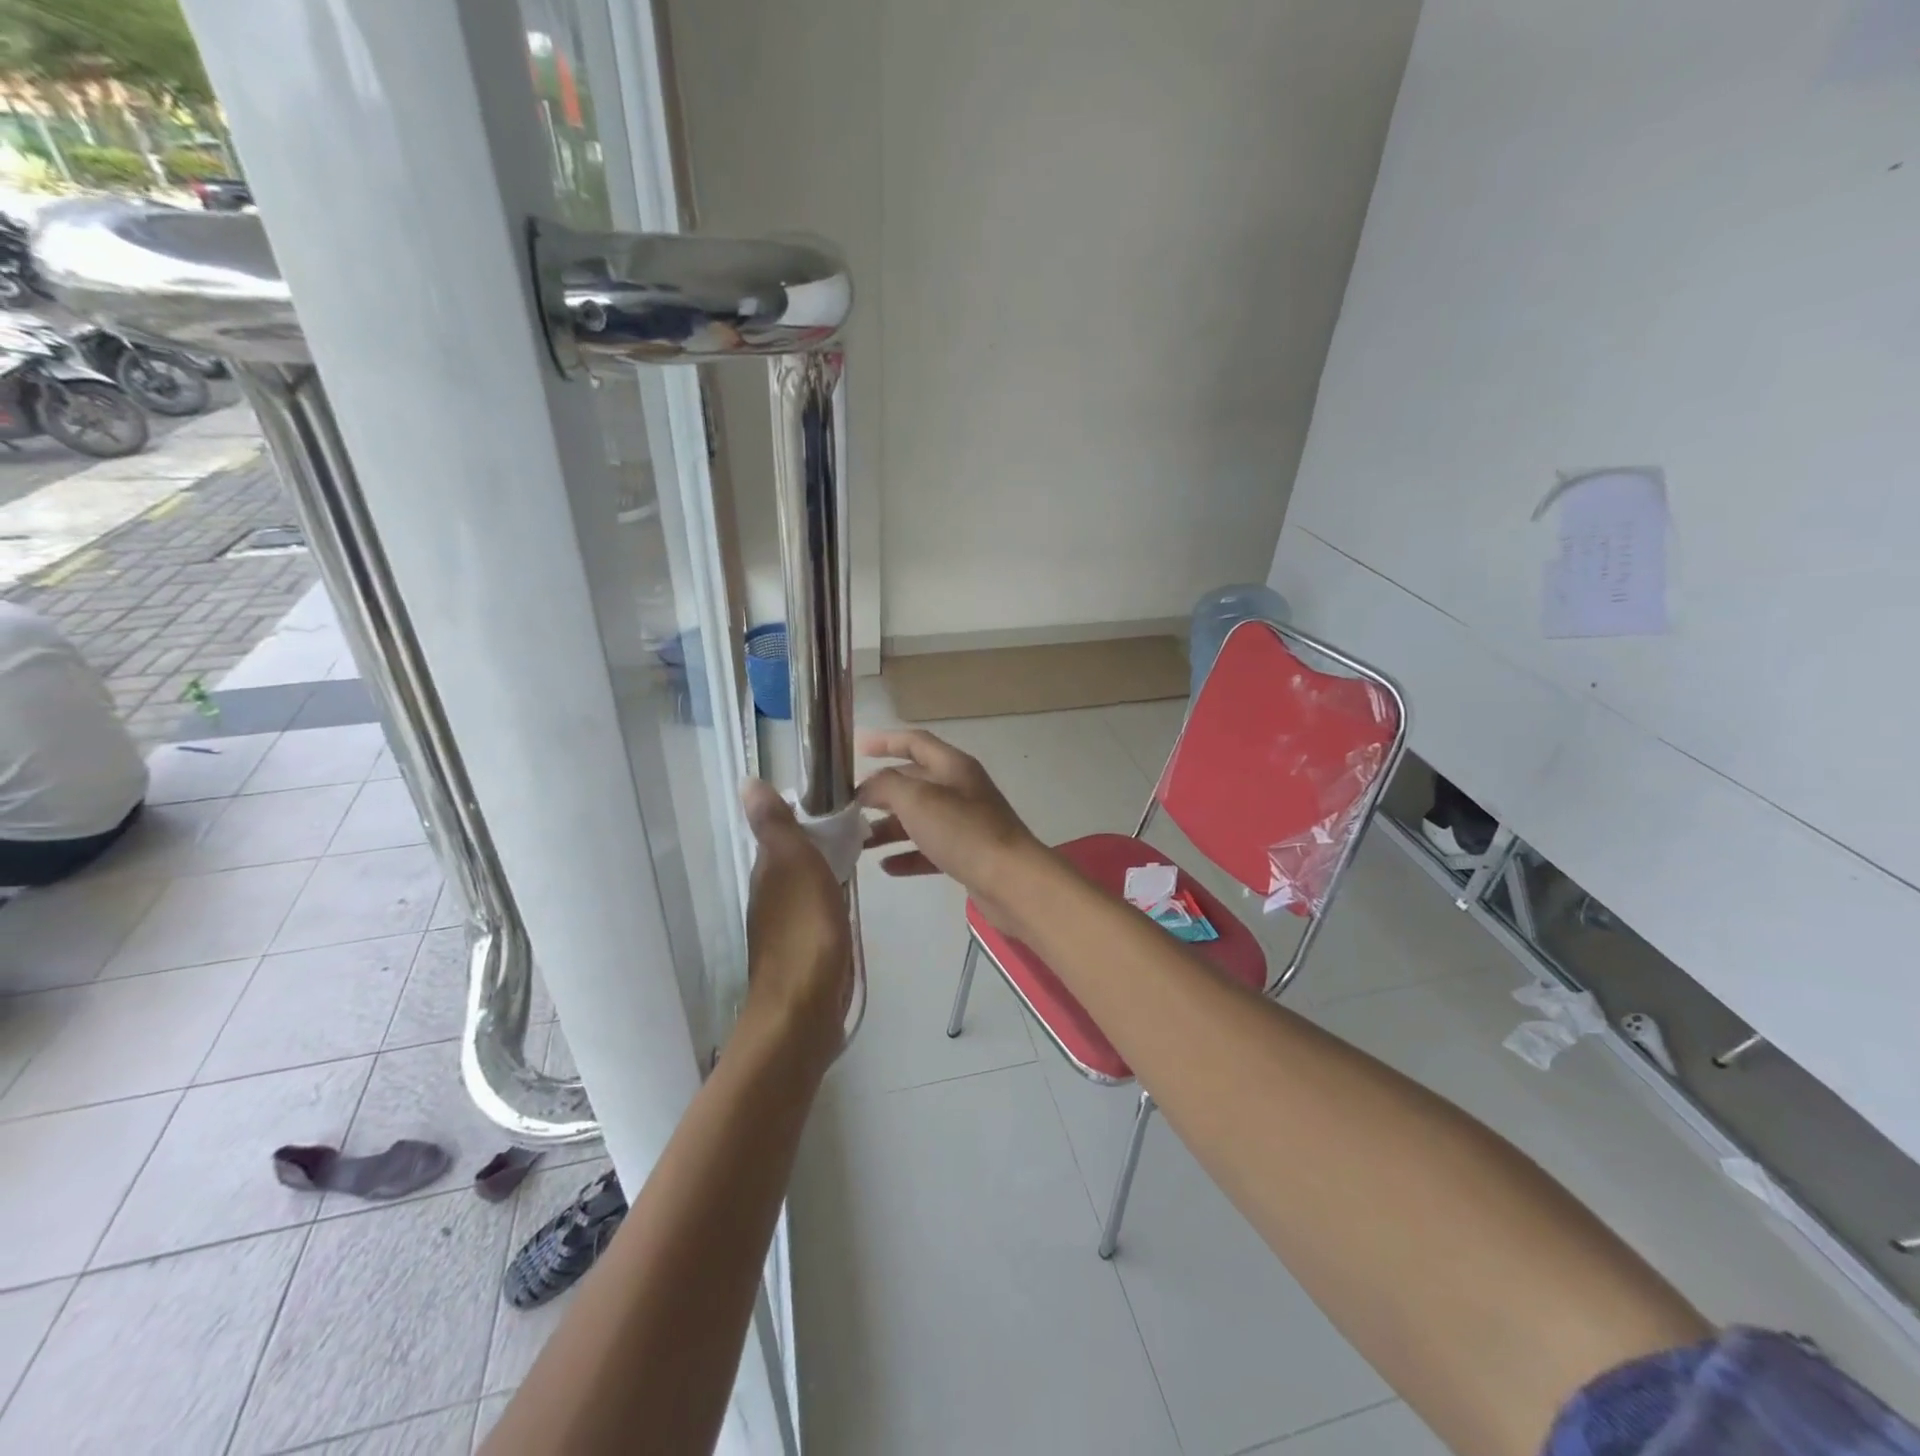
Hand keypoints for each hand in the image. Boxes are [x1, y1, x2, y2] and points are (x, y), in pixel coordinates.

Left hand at [740, 779, 851, 1059]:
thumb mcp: (794, 866)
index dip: (804, 817)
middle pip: (793, 860)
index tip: (836, 804)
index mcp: (767, 873)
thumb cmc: (805, 932)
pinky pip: (816, 914)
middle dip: (817, 844)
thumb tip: (746, 781)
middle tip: (856, 831)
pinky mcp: (804, 953)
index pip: (781, 833)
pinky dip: (829, 902)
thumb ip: (777, 826)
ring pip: (804, 887)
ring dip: (823, 872)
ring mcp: (785, 928)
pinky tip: (845, 905)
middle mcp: (770, 897)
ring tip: (857, 861)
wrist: (803, 1010)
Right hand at [857, 729, 1047, 928]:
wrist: (1011, 881)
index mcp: (953, 766)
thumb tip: (867, 788)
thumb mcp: (917, 799)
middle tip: (848, 806)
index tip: (856, 748)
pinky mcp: (967, 855)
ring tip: (859, 841)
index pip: (915, 742)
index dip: (885, 741)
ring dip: (889, 827)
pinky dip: (908, 855)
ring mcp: (965, 823)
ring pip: (919, 819)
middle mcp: (960, 789)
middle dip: (881, 791)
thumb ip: (886, 785)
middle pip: (914, 782)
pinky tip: (886, 866)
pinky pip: (930, 850)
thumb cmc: (963, 831)